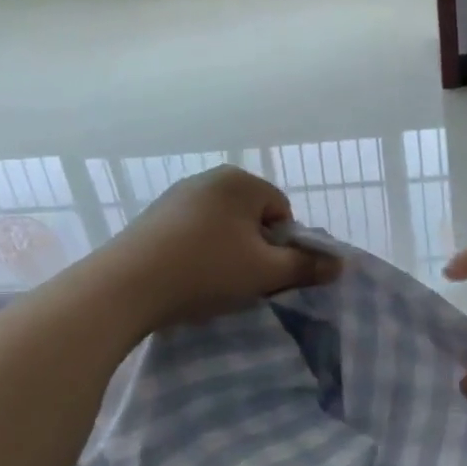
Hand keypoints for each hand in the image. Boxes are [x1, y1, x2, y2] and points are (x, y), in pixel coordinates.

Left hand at [113, 166, 339, 330]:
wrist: (125, 287)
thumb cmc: (206, 271)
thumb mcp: (265, 273)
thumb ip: (306, 266)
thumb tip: (341, 264)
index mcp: (241, 181)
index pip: (283, 212)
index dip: (282, 246)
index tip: (265, 272)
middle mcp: (209, 178)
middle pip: (252, 217)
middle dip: (254, 248)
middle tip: (242, 279)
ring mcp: (177, 195)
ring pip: (223, 226)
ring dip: (227, 252)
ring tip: (212, 282)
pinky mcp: (153, 216)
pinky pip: (193, 232)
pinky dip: (198, 253)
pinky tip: (186, 277)